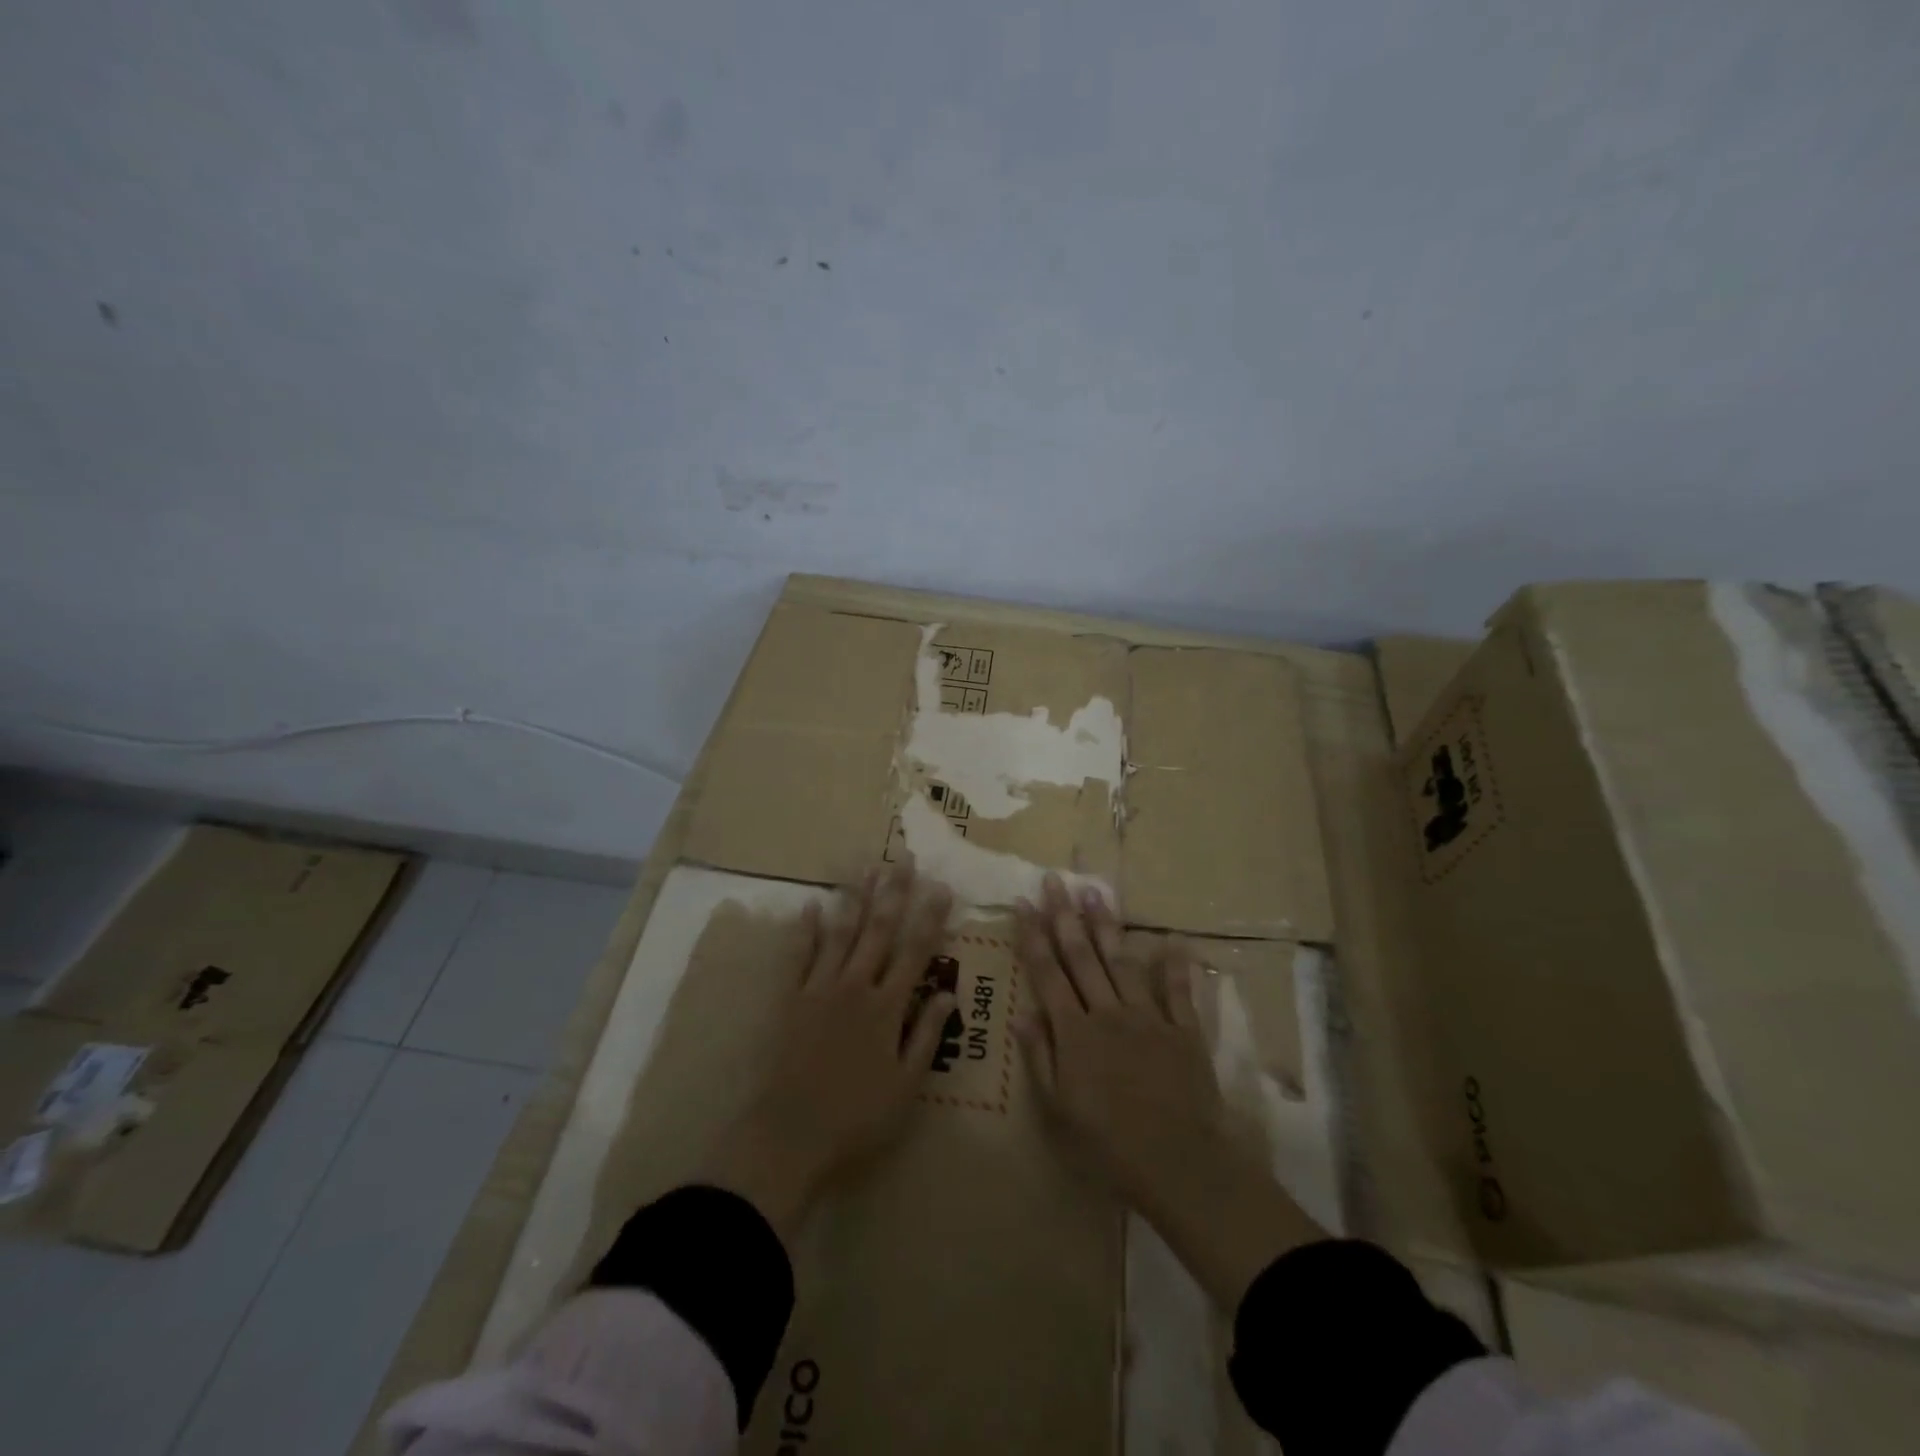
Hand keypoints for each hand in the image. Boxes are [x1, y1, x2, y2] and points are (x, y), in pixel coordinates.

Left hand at [700, 864, 956, 1242]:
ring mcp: (819, 988)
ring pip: (841, 933)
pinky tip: (810, 904)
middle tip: (904, 860)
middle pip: (878, 930)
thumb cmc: (856, 1118)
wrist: (788, 1136)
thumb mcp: (906, 1086)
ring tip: (866, 867)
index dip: (930, 918)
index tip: (941, 887)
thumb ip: (926, 1035)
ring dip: (855, 898)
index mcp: (887, 1007)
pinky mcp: (790, 999)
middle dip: (894, 893)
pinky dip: (805, 928)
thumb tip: (948, 993)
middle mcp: (855, 986)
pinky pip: (799, 955)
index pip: (915, 952)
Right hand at [1014, 874, 1323, 1307]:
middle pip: (1081, 956)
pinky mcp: (1183, 1029)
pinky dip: (1175, 964)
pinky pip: (1178, 990)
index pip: (1047, 973)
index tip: (1023, 903)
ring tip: (1095, 892)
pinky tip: (1173, 939)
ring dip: (1107, 926)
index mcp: (1074, 1031)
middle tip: (1055, 880)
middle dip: (1065, 916)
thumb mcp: (1059, 1108)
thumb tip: (1020, 1013)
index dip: (1033, 936)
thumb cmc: (1108, 1143)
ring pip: (1122, 962)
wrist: (1178, 1163)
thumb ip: (1040, 1056)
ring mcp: (1148, 1016)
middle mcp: (1107, 1012)